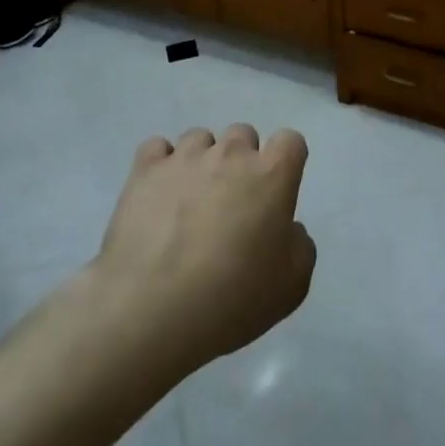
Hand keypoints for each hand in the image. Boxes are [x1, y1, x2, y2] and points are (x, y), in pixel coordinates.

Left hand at [92, 124, 316, 378]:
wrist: (152, 310)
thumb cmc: (232, 299)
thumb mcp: (292, 285)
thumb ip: (299, 244)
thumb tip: (285, 227)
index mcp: (271, 175)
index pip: (290, 141)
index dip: (285, 162)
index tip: (276, 191)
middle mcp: (230, 154)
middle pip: (243, 135)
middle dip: (242, 161)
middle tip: (232, 203)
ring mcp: (184, 158)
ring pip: (200, 138)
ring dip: (202, 161)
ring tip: (190, 201)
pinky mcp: (145, 170)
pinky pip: (157, 147)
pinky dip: (162, 165)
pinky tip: (159, 193)